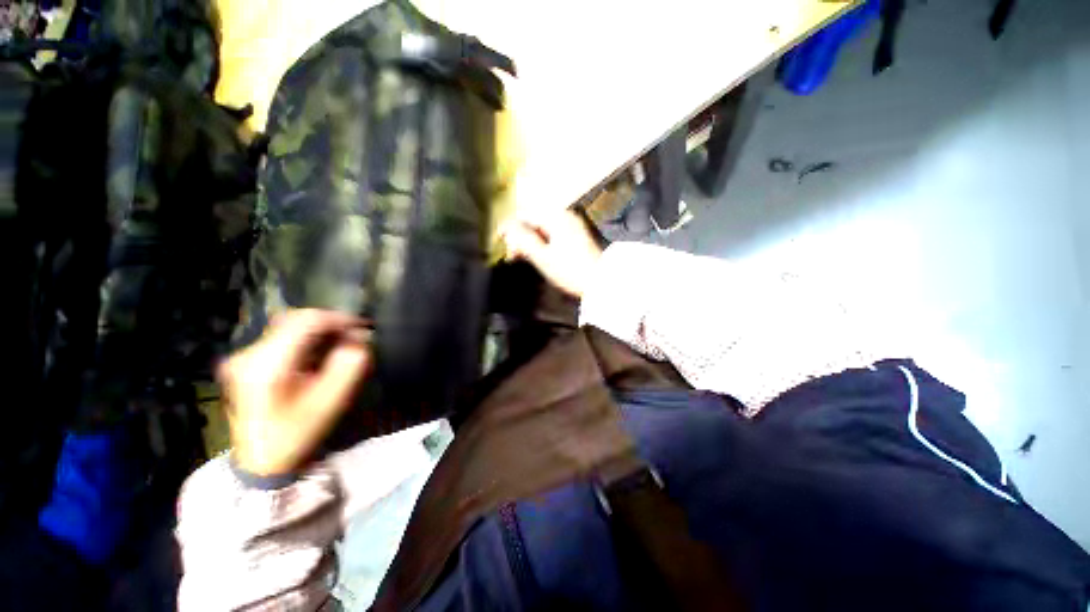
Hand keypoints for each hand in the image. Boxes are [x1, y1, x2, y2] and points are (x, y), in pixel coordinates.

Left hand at [219, 309, 371, 475]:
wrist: (260, 463)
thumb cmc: (297, 434)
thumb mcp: (330, 401)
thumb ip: (349, 365)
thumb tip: (360, 338)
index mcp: (267, 365)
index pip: (306, 322)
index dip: (338, 319)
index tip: (362, 327)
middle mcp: (248, 355)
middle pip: (294, 320)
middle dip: (329, 324)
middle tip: (353, 337)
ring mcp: (242, 358)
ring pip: (287, 327)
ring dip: (318, 332)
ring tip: (339, 345)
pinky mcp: (244, 363)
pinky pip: (280, 339)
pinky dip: (305, 340)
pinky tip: (318, 355)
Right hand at [501, 210, 603, 297]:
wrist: (600, 282)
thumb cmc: (570, 270)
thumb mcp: (543, 257)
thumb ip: (523, 240)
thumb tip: (506, 228)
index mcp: (557, 217)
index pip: (526, 214)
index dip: (510, 226)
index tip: (499, 239)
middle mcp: (565, 216)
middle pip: (534, 220)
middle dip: (520, 236)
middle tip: (512, 255)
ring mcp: (571, 225)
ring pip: (542, 228)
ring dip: (529, 240)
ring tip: (520, 257)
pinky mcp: (575, 236)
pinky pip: (551, 233)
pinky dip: (541, 242)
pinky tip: (536, 255)